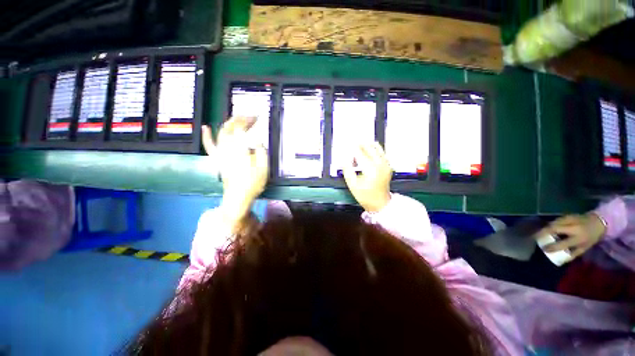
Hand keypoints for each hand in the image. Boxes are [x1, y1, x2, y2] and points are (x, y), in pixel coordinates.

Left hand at [202, 117, 268, 231]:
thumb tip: (257, 140)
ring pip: (221, 132)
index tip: (257, 118)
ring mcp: (221, 153)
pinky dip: (207, 136)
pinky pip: (210, 145)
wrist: (238, 196)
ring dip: (229, 123)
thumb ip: (261, 151)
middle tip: (250, 117)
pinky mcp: (218, 159)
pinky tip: (205, 128)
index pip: (241, 128)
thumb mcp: (263, 168)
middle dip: (240, 118)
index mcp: (240, 149)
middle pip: (230, 127)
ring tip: (239, 119)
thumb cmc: (252, 183)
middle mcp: (228, 148)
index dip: (249, 120)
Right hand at [343, 142, 392, 212]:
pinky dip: (374, 149)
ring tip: (359, 146)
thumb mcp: (352, 185)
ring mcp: (386, 164)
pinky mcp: (388, 165)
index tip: (347, 145)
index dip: (352, 148)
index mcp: (371, 170)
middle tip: (352, 144)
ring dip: (367, 145)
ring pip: (377, 147)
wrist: (380, 203)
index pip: (360, 153)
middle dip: (360, 145)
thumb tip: (345, 159)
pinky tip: (368, 151)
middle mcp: (380, 164)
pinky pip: (381, 152)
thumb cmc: (365, 196)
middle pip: (369, 148)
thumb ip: (347, 170)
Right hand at [538, 213, 606, 259]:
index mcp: (579, 238)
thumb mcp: (585, 247)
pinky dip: (550, 224)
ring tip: (540, 233)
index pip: (563, 243)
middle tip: (535, 237)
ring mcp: (570, 220)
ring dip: (545, 228)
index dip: (552, 247)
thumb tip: (561, 260)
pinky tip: (547, 227)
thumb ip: (573, 253)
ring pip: (553, 223)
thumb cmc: (591, 237)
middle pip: (554, 228)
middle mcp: (574, 228)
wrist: (599, 222)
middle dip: (543, 233)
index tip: (543, 249)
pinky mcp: (568, 215)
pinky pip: (556, 220)